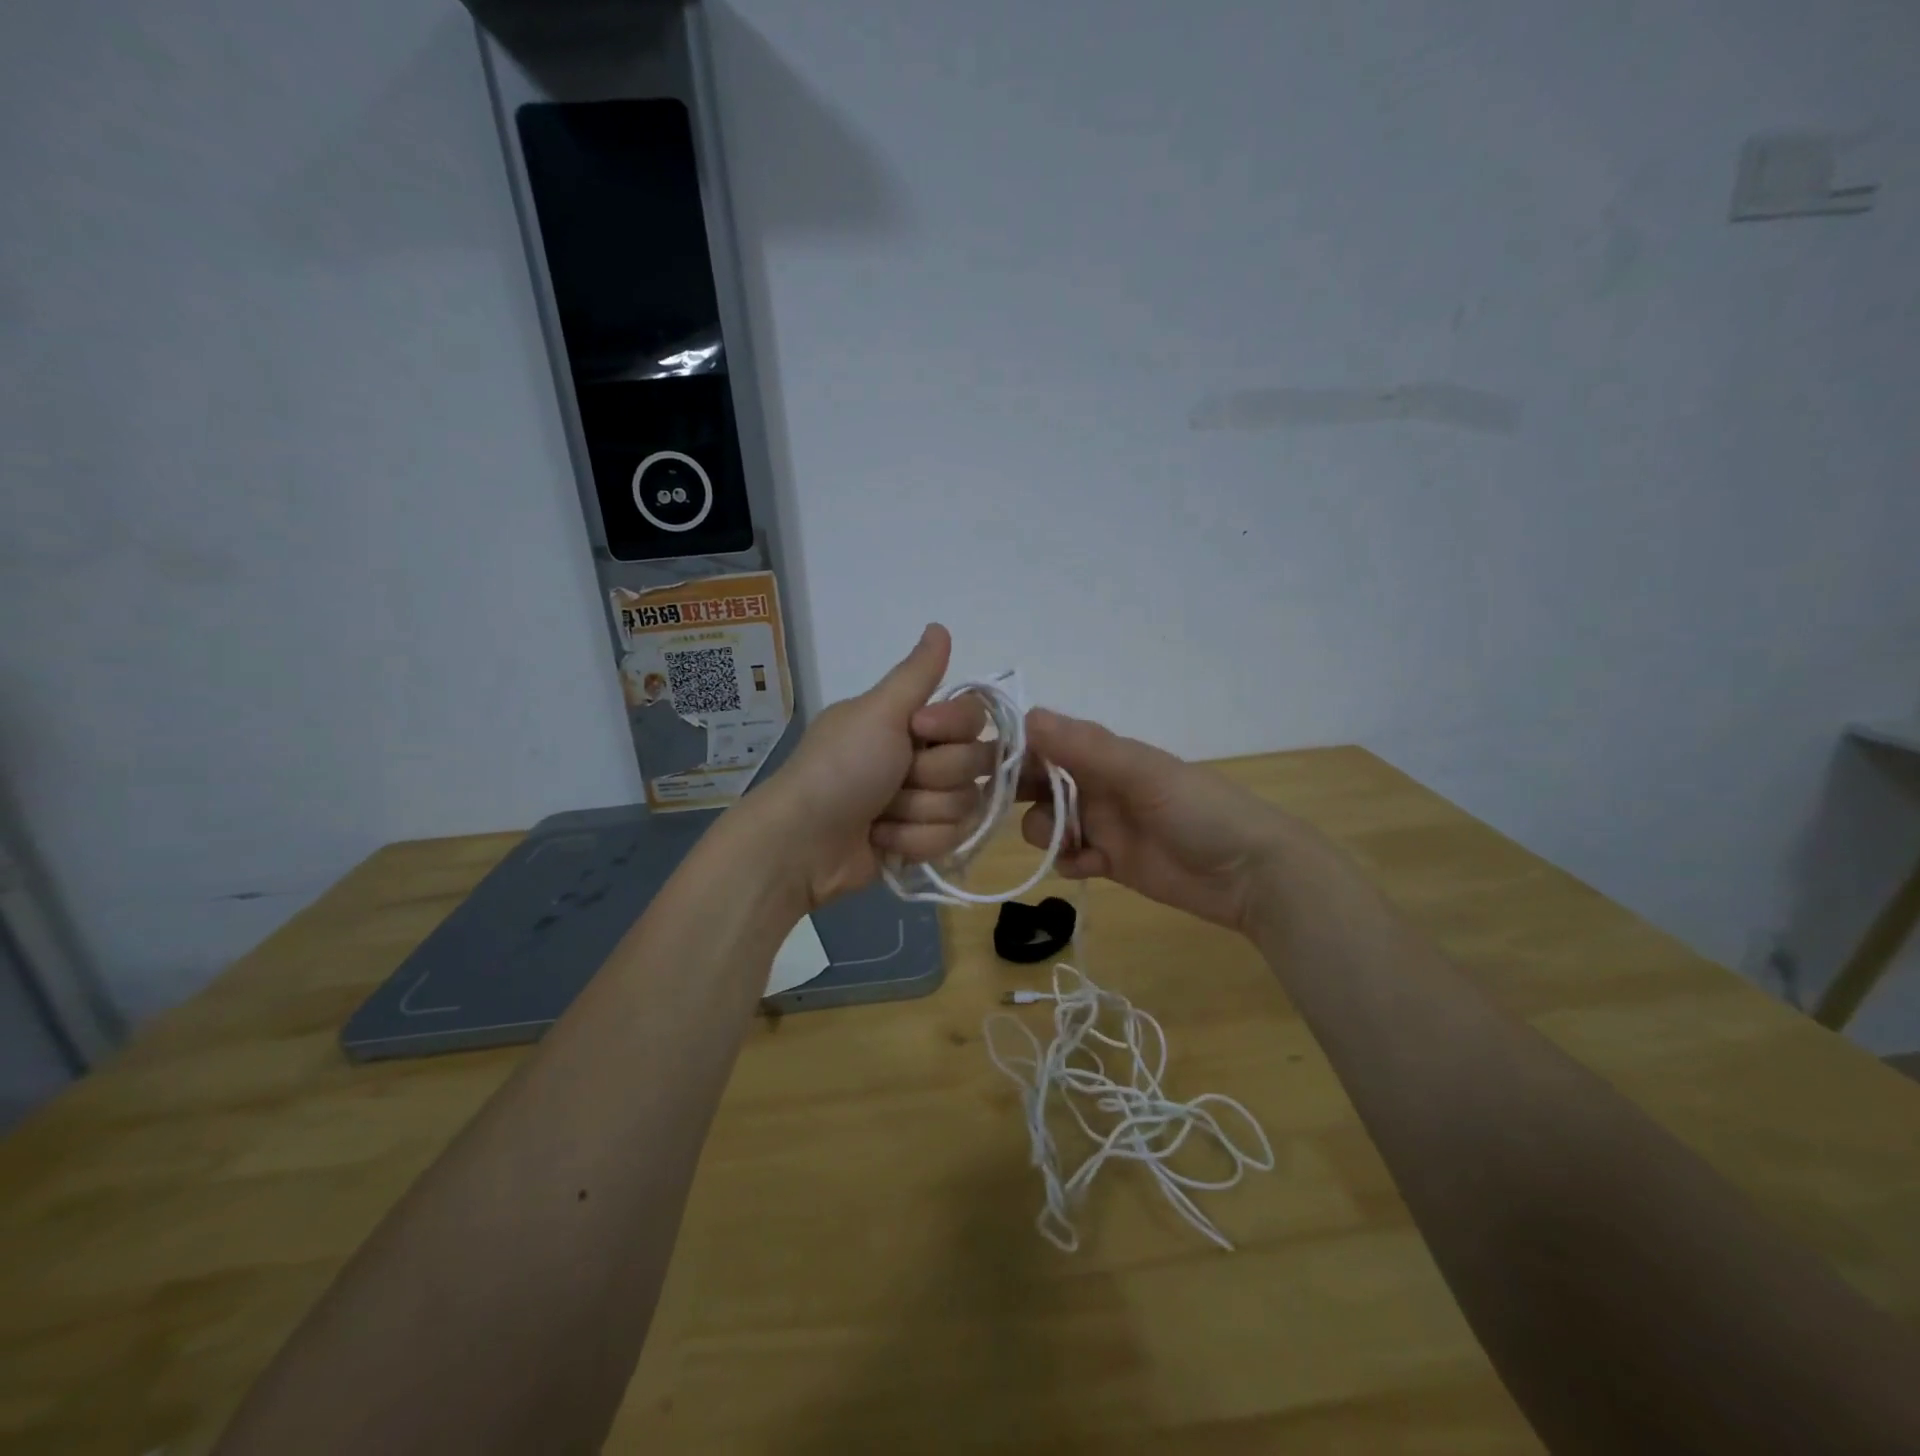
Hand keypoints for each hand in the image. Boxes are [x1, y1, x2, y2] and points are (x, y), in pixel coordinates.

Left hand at [757, 624, 995, 908]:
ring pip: (966, 805)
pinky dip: (913, 840)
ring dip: (918, 812)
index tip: (918, 730)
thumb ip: (917, 673)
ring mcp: (926, 801)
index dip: (954, 726)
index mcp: (914, 721)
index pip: (975, 716)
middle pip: (976, 763)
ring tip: (880, 814)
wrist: (803, 842)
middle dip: (932, 776)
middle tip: (893, 780)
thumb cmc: (840, 768)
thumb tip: (939, 625)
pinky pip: (952, 839)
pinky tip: (881, 838)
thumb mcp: (877, 712)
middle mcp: (925, 756)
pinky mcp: (924, 840)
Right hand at [1017, 709, 1297, 931]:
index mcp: (1103, 754)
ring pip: (1047, 821)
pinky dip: (1069, 861)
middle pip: (1038, 782)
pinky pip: (1069, 857)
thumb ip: (1086, 748)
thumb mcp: (1143, 774)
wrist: (1249, 874)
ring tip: (1071, 843)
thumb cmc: (1199, 811)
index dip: (1014, 751)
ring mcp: (1102, 823)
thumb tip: (1026, 717)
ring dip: (1046, 831)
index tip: (986, 767)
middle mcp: (1096, 784)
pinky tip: (1090, 865)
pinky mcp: (1109, 861)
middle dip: (1019, 792)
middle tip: (1001, 809)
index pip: (1044, 741)